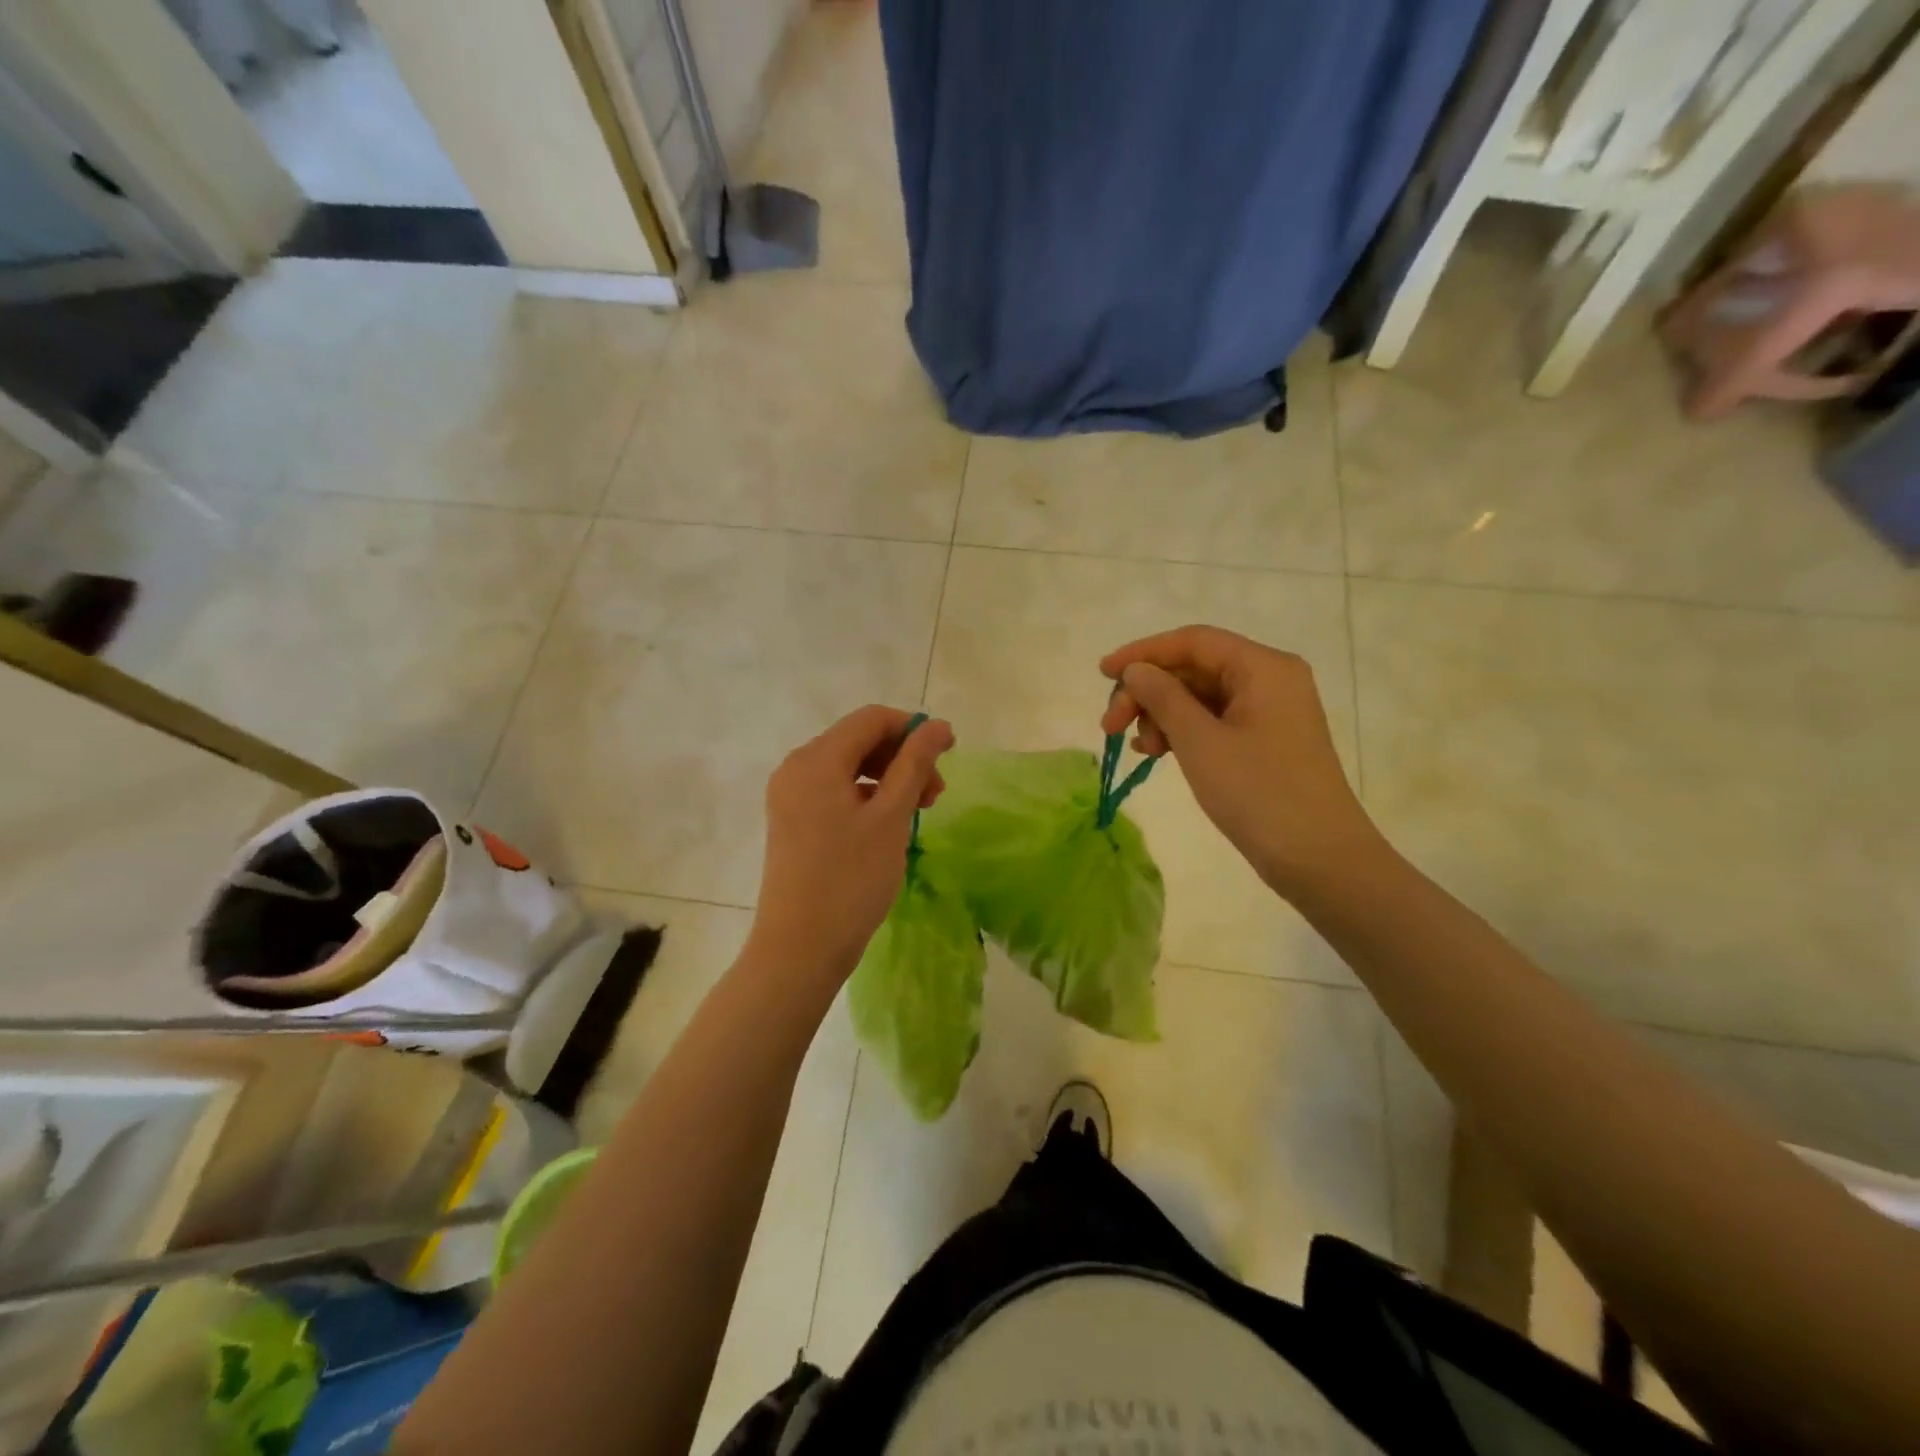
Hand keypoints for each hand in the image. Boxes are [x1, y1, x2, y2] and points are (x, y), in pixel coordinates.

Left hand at [747, 705, 955, 988]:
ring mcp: (790, 796)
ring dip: (888, 778)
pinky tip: (888, 825)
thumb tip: (938, 725)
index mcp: (816, 759)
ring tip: (919, 811)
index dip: (913, 729)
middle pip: (858, 741)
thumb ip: (915, 764)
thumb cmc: (851, 879)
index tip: (949, 754)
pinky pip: (835, 792)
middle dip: (902, 757)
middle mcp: (796, 768)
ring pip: (848, 768)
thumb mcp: (890, 817)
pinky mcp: (792, 821)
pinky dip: (866, 798)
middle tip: (935, 794)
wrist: (799, 948)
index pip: (872, 720)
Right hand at [1100, 626, 1382, 898]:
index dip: (1143, 653)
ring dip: (1162, 715)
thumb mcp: (1200, 742)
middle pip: (1195, 669)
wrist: (1320, 859)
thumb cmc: (1259, 793)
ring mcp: (1271, 711)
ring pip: (1201, 697)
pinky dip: (1183, 732)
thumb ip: (1163, 697)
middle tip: (1111, 727)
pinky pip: (1215, 721)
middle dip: (1149, 693)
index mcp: (1263, 667)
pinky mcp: (1266, 741)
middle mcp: (1270, 679)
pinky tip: (1158, 753)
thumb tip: (1136, 670)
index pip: (1193, 642)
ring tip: (1141, 750)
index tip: (1102, 674)